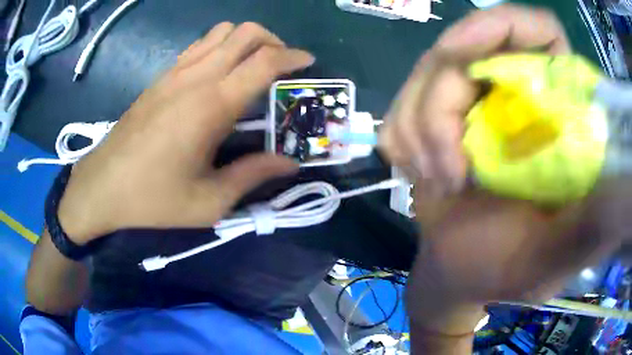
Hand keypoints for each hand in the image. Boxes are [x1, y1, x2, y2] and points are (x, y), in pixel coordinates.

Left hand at [57, 22, 313, 243]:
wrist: (103, 185)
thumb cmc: (153, 198)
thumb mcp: (209, 202)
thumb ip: (253, 176)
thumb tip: (289, 164)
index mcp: (212, 105)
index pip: (264, 61)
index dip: (293, 57)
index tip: (308, 63)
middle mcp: (197, 77)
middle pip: (246, 32)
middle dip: (273, 41)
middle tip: (282, 65)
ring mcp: (175, 72)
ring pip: (221, 32)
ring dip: (246, 40)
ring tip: (253, 65)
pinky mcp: (161, 77)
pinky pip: (199, 45)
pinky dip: (220, 46)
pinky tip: (220, 71)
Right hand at [380, 5, 624, 334]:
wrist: (457, 271)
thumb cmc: (504, 268)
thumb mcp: (554, 255)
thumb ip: (591, 225)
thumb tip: (625, 190)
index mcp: (560, 116)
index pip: (540, 33)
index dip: (505, 27)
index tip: (467, 56)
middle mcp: (519, 92)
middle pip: (467, 48)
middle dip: (442, 106)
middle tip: (445, 169)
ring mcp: (475, 98)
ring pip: (427, 73)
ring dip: (419, 129)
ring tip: (435, 180)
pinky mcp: (439, 113)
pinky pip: (403, 101)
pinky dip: (402, 136)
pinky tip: (419, 171)